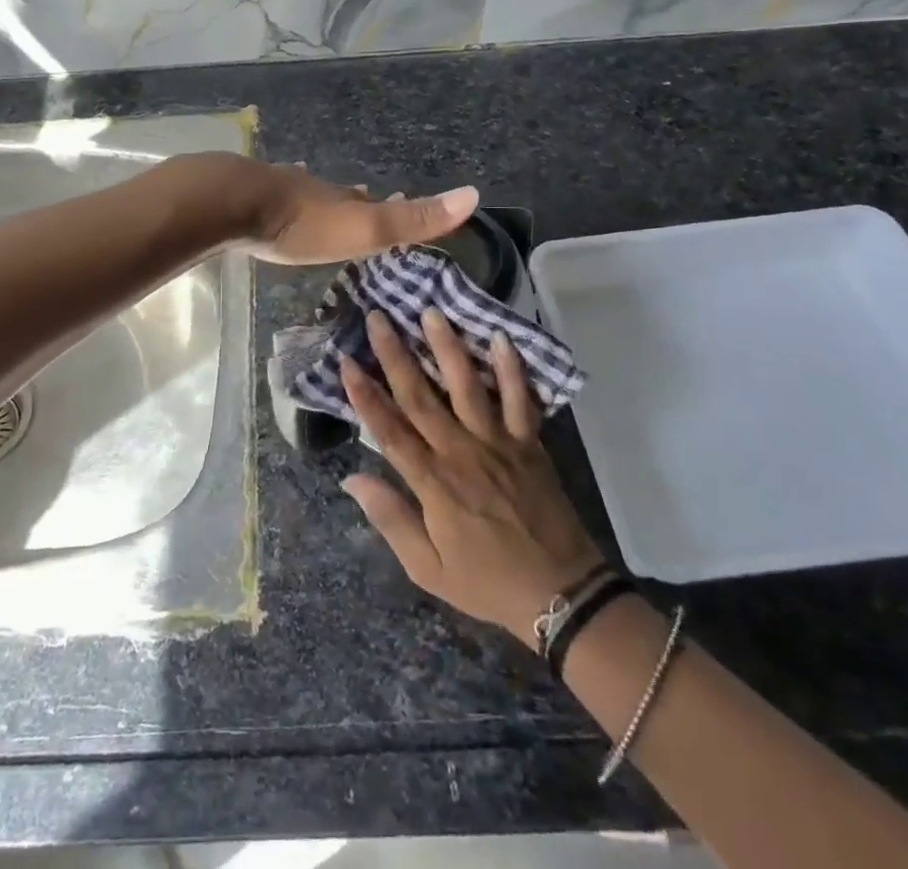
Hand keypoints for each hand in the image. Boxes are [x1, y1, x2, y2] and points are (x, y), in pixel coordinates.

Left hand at [172, 154, 477, 264]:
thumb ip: (413, 220)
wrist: (231, 203)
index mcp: (340, 199)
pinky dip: (275, 199)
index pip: (372, 201)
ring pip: (302, 191)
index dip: (389, 205)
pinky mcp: (242, 195)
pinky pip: (266, 195)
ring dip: (314, 198)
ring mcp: (274, 187)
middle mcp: (311, 187)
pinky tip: (267, 198)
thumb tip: (474, 195)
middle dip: (350, 200)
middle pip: (336, 194)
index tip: (400, 201)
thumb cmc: (301, 223)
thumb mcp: (362, 228)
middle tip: (359, 199)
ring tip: (319, 201)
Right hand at [342, 309, 603, 649]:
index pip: (390, 430)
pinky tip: (500, 337)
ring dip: (447, 347)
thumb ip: (390, 519)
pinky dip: (512, 369)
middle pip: (421, 396)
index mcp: (433, 483)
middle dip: (396, 355)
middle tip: (378, 318)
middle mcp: (461, 452)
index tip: (346, 361)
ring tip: (431, 313)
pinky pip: (520, 400)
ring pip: (467, 386)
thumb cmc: (486, 582)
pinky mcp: (529, 443)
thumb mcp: (428, 569)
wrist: (561, 594)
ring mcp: (498, 443)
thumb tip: (352, 478)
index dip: (365, 395)